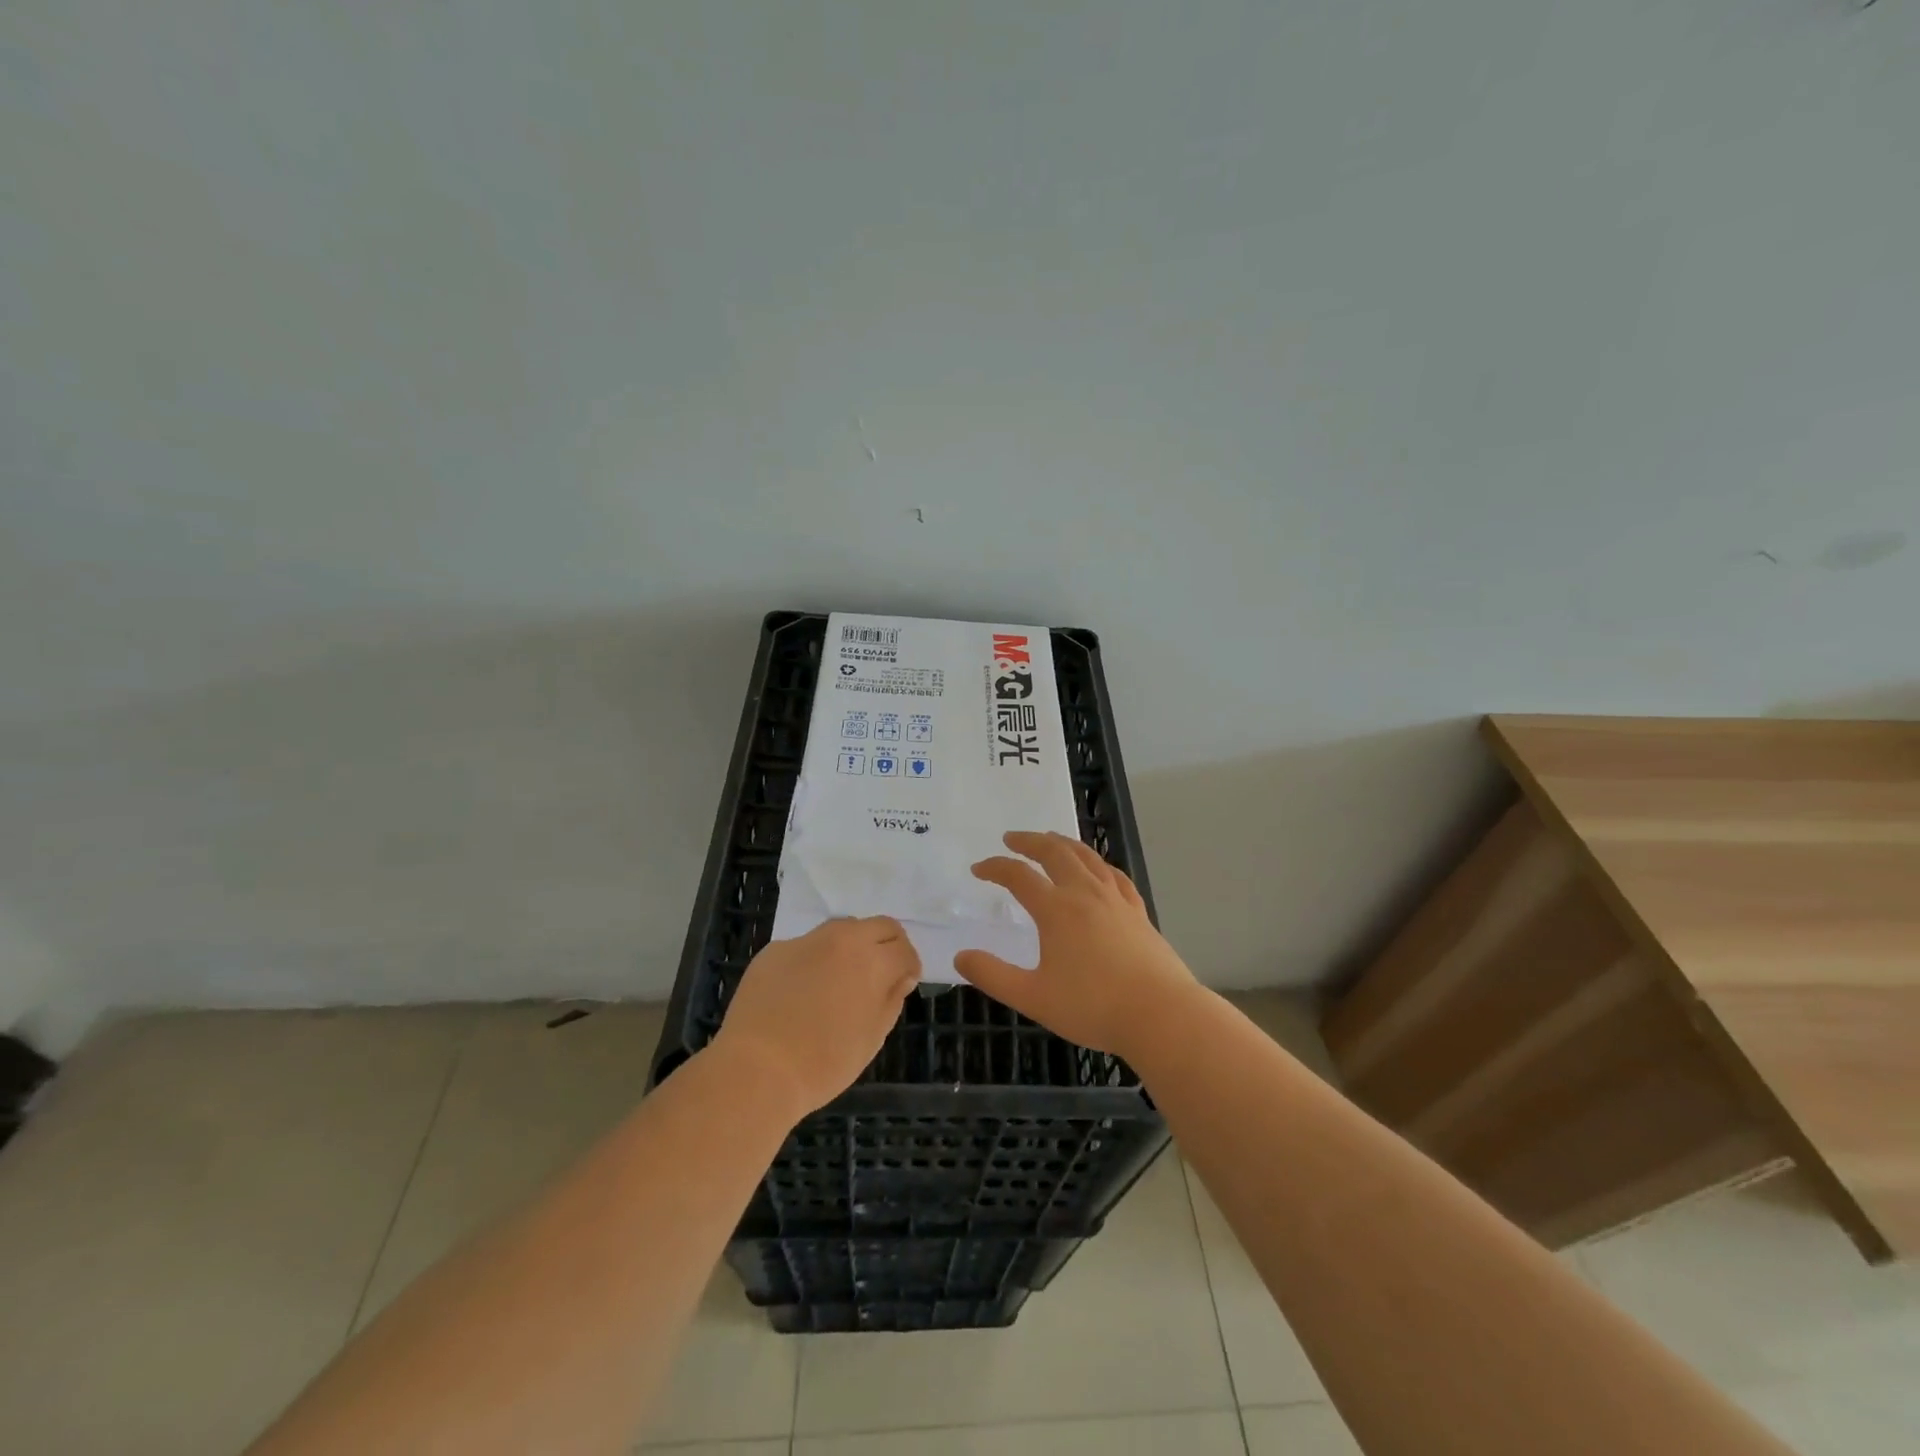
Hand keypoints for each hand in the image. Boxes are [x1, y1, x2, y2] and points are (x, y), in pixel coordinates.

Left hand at [714, 916, 919, 1116]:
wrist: (756, 1069)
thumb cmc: (824, 1062)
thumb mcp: (871, 1038)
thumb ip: (891, 1000)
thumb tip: (900, 977)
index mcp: (872, 961)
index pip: (904, 948)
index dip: (909, 966)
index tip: (904, 983)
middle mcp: (842, 939)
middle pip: (879, 925)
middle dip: (887, 945)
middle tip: (881, 974)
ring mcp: (805, 941)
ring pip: (841, 929)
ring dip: (852, 946)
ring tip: (841, 979)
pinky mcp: (775, 950)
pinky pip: (806, 947)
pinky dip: (814, 960)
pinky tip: (801, 992)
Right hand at [954, 831, 1199, 1060]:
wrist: (1160, 1015)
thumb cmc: (1092, 1007)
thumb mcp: (1033, 997)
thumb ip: (993, 975)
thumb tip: (961, 957)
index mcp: (1056, 910)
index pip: (1019, 876)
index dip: (995, 868)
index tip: (979, 869)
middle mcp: (1085, 894)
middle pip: (1054, 853)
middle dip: (1030, 841)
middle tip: (1011, 838)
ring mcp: (1116, 900)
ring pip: (1087, 857)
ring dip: (1063, 843)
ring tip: (1050, 839)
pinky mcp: (1138, 912)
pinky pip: (1115, 875)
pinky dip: (1098, 863)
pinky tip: (1097, 868)